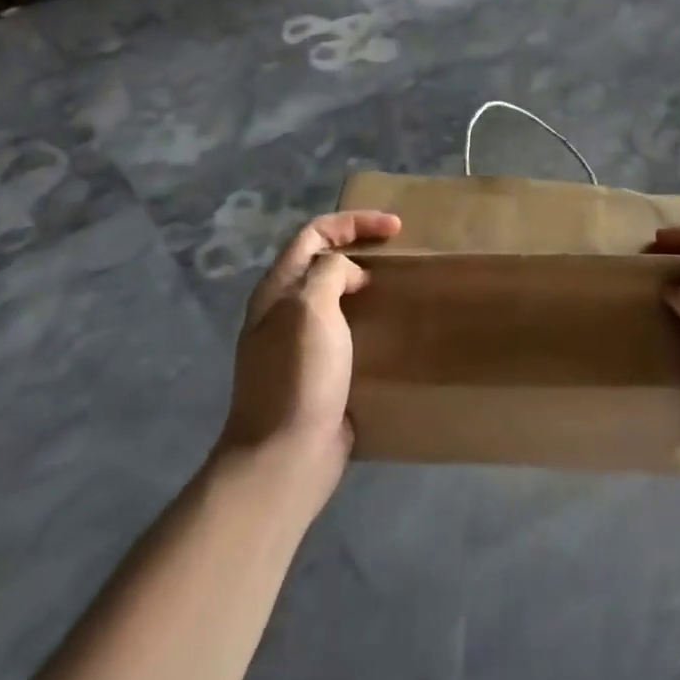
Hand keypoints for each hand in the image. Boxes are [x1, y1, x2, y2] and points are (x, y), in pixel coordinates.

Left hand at [219, 210, 401, 490]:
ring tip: (402, 287)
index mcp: (278, 290)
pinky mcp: (320, 373)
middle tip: (400, 254)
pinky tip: (393, 330)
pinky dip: (369, 321)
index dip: (353, 223)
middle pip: (322, 262)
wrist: (286, 455)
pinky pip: (347, 332)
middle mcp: (284, 312)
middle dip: (360, 248)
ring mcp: (300, 344)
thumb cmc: (298, 377)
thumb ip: (328, 274)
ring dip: (367, 285)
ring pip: (336, 298)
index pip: (313, 235)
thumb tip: (347, 273)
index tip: (395, 229)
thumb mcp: (310, 310)